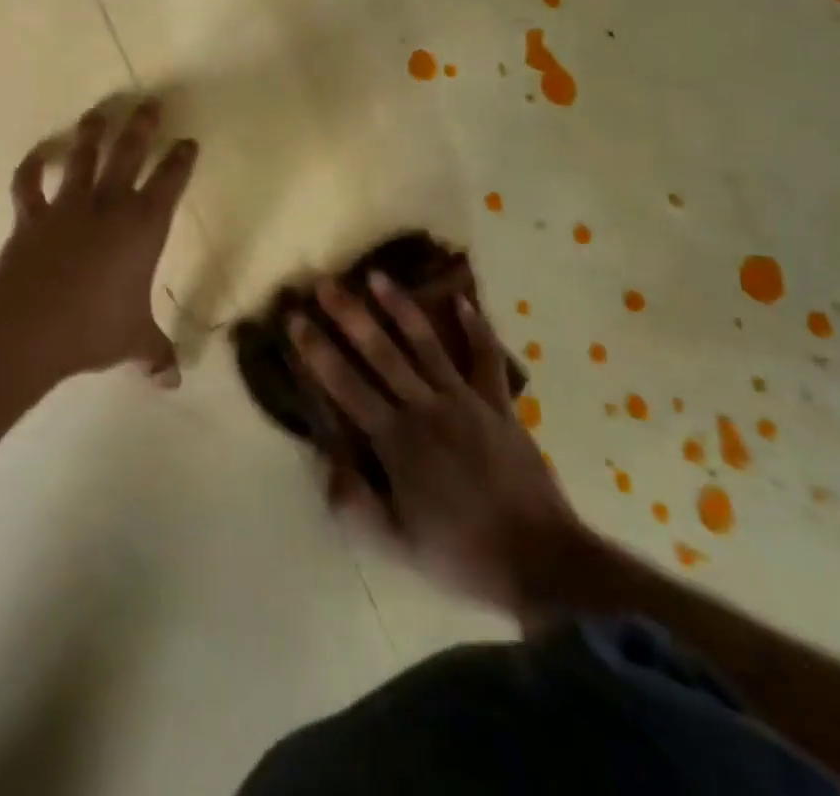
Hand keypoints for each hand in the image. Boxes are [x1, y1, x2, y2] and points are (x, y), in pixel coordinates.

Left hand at [0, 99, 198, 384]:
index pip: (170, 183)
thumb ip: (155, 354)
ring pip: (82, 158)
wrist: (30, 326)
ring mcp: (66, 207)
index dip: (181, 160)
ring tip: (98, 112)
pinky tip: (37, 153)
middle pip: (128, 155)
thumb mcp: (133, 342)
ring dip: (91, 133)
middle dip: (141, 127)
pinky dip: (31, 167)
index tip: (187, 142)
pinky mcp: (31, 216)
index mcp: (143, 228)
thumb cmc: (94, 328)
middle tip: (149, 103)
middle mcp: (108, 206)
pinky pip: (28, 184)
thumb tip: (173, 381)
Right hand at [292, 273, 592, 625]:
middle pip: (380, 352)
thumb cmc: (463, 554)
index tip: (295, 318)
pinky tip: (464, 300)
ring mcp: (465, 401)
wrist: (544, 564)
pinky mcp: (498, 405)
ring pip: (425, 344)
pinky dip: (477, 329)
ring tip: (378, 275)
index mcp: (396, 440)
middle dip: (349, 315)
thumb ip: (356, 504)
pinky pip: (486, 360)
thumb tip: (325, 462)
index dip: (316, 350)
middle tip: (325, 283)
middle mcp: (425, 408)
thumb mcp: (398, 544)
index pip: (345, 385)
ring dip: (400, 307)